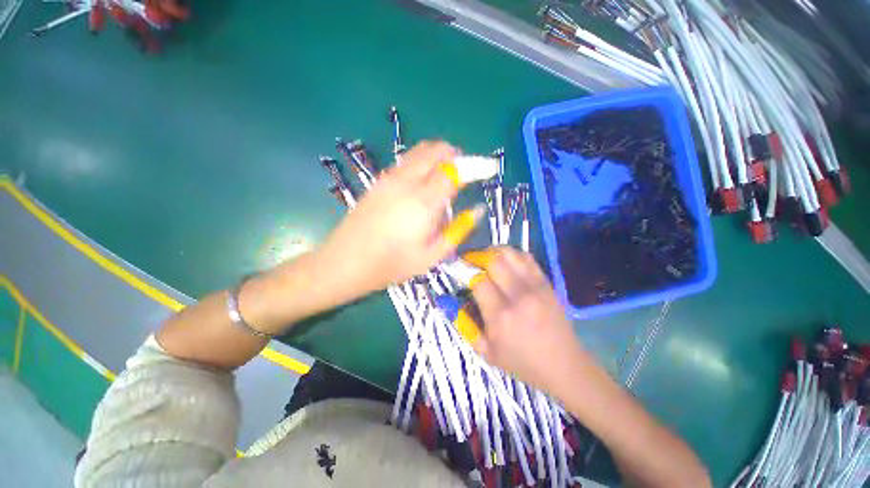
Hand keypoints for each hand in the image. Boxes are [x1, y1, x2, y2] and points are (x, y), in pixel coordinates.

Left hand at [317, 141, 469, 295]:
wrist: (346, 262)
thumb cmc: (393, 264)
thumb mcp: (433, 255)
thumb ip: (459, 230)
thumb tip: (477, 209)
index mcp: (424, 202)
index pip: (455, 170)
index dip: (475, 166)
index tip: (488, 168)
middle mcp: (407, 182)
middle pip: (436, 151)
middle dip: (456, 155)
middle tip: (466, 171)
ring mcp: (390, 178)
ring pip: (419, 152)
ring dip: (438, 156)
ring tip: (447, 174)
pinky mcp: (378, 181)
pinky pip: (406, 161)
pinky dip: (421, 162)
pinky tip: (423, 181)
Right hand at [471, 247, 588, 393]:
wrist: (564, 366)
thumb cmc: (522, 362)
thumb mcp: (486, 353)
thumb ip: (465, 325)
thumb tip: (449, 301)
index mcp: (501, 316)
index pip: (478, 281)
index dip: (465, 273)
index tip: (459, 273)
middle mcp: (518, 296)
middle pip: (493, 260)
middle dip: (477, 257)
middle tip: (470, 263)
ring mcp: (535, 286)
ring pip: (510, 253)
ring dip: (493, 252)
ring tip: (486, 260)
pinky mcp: (546, 282)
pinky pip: (526, 258)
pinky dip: (512, 255)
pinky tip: (506, 263)